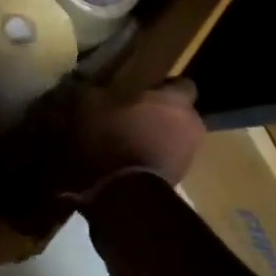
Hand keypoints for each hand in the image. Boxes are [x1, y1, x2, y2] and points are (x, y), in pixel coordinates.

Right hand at [56, 79, 205, 196]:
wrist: (126, 192)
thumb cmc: (114, 137)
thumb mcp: (90, 105)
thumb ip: (91, 90)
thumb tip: (84, 84)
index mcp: (176, 99)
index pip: (182, 83)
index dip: (163, 86)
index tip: (142, 89)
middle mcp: (191, 124)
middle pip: (178, 113)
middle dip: (158, 114)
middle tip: (130, 116)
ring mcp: (189, 155)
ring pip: (173, 139)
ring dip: (154, 139)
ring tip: (126, 142)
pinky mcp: (180, 180)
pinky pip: (165, 161)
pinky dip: (150, 160)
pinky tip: (127, 163)